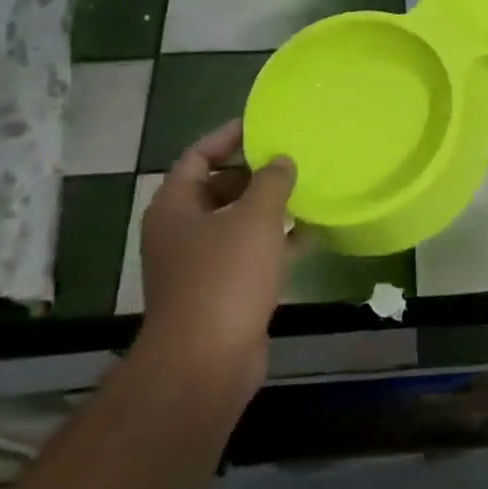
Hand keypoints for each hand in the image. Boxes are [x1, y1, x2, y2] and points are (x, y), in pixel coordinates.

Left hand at [132, 120, 296, 400]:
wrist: (206, 363)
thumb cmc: (224, 279)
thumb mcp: (254, 219)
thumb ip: (271, 182)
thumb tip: (281, 160)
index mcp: (175, 206)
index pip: (198, 156)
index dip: (228, 137)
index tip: (262, 125)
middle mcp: (181, 231)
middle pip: (217, 188)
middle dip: (254, 174)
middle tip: (292, 158)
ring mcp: (199, 264)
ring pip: (236, 223)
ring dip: (268, 209)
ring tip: (307, 190)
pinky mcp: (220, 292)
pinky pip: (249, 254)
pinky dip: (275, 243)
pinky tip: (311, 235)